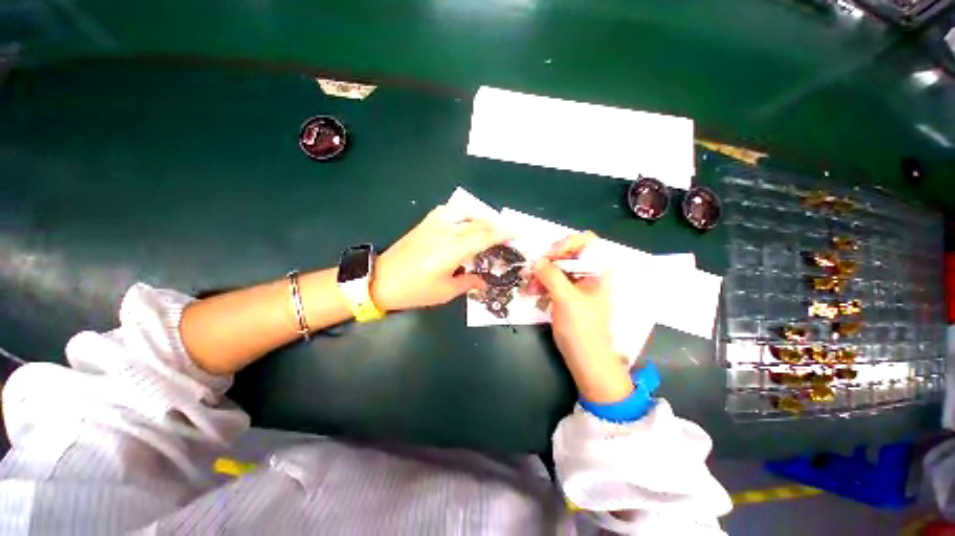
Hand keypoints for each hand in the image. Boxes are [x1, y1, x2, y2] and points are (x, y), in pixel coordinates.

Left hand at [372, 205, 509, 311]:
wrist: (380, 280)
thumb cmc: (414, 290)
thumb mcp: (445, 291)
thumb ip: (468, 282)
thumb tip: (484, 280)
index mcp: (452, 250)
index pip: (484, 236)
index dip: (503, 232)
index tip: (517, 232)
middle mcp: (445, 232)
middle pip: (477, 223)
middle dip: (496, 226)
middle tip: (508, 233)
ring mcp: (433, 225)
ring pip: (464, 212)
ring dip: (481, 218)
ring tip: (489, 228)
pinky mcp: (425, 224)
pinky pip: (449, 211)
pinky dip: (462, 213)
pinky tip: (464, 221)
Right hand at [532, 232, 632, 402]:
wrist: (586, 359)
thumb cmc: (582, 329)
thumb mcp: (567, 299)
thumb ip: (551, 276)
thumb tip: (536, 261)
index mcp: (599, 270)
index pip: (586, 241)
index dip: (567, 244)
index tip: (550, 257)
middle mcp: (589, 273)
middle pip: (567, 253)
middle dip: (547, 261)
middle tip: (532, 270)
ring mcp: (576, 284)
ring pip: (556, 267)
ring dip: (540, 273)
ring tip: (527, 284)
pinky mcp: (566, 294)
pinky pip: (551, 281)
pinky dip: (540, 284)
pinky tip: (530, 292)